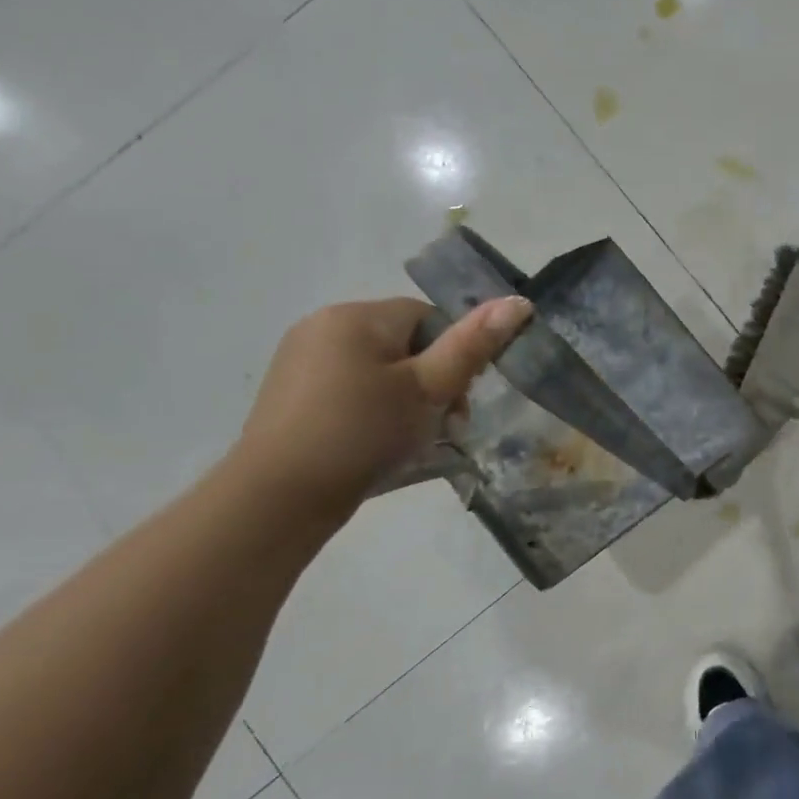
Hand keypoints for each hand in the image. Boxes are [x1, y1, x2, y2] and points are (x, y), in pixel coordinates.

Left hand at [233, 295, 532, 519]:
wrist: (280, 496)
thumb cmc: (363, 433)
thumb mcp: (428, 390)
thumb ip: (472, 346)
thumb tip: (518, 302)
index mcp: (357, 316)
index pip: (428, 318)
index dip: (453, 358)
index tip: (457, 402)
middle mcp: (323, 325)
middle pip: (403, 344)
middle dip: (430, 382)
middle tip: (441, 428)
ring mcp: (300, 359)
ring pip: (377, 369)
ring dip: (404, 400)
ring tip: (408, 441)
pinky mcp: (289, 393)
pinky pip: (349, 389)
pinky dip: (371, 410)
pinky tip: (374, 444)